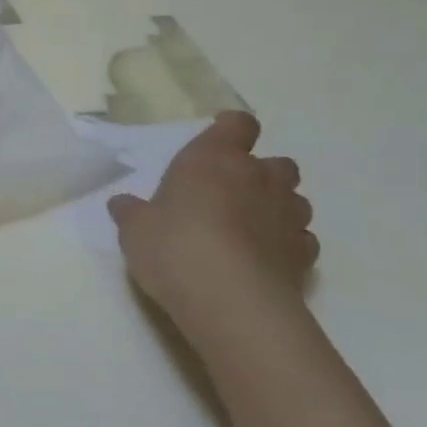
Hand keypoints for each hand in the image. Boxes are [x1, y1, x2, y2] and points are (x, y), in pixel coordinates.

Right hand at [107, 112, 317, 318]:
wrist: (230, 301)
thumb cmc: (175, 248)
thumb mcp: (136, 230)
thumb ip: (132, 213)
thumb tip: (121, 204)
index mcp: (215, 159)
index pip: (238, 124)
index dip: (231, 131)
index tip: (217, 146)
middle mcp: (258, 178)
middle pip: (277, 162)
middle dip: (261, 175)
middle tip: (231, 196)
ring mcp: (288, 215)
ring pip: (296, 200)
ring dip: (278, 209)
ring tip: (250, 231)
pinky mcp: (304, 254)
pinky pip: (302, 239)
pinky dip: (288, 245)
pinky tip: (265, 260)